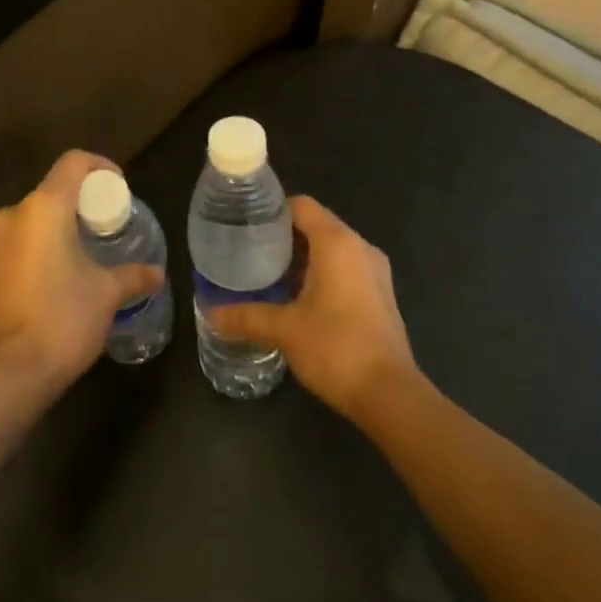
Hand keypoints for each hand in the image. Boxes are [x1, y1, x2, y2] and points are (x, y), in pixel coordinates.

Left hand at [0, 150, 164, 393]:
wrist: (11, 373)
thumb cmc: (63, 319)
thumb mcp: (107, 293)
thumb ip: (133, 275)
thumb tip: (158, 273)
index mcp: (45, 207)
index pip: (74, 162)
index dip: (100, 165)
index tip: (118, 187)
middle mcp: (15, 214)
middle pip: (53, 189)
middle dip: (81, 200)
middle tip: (106, 223)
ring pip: (34, 215)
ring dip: (60, 223)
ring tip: (86, 248)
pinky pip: (20, 239)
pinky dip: (41, 243)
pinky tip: (60, 271)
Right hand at [208, 197, 415, 422]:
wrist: (390, 395)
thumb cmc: (336, 348)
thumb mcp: (284, 330)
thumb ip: (247, 316)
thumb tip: (210, 313)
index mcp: (337, 242)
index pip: (302, 206)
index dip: (274, 211)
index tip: (248, 227)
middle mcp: (360, 247)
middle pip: (318, 224)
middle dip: (286, 236)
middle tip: (252, 252)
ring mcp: (375, 271)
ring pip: (334, 248)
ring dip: (305, 256)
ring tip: (272, 275)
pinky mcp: (382, 294)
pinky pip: (347, 268)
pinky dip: (324, 273)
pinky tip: (301, 298)